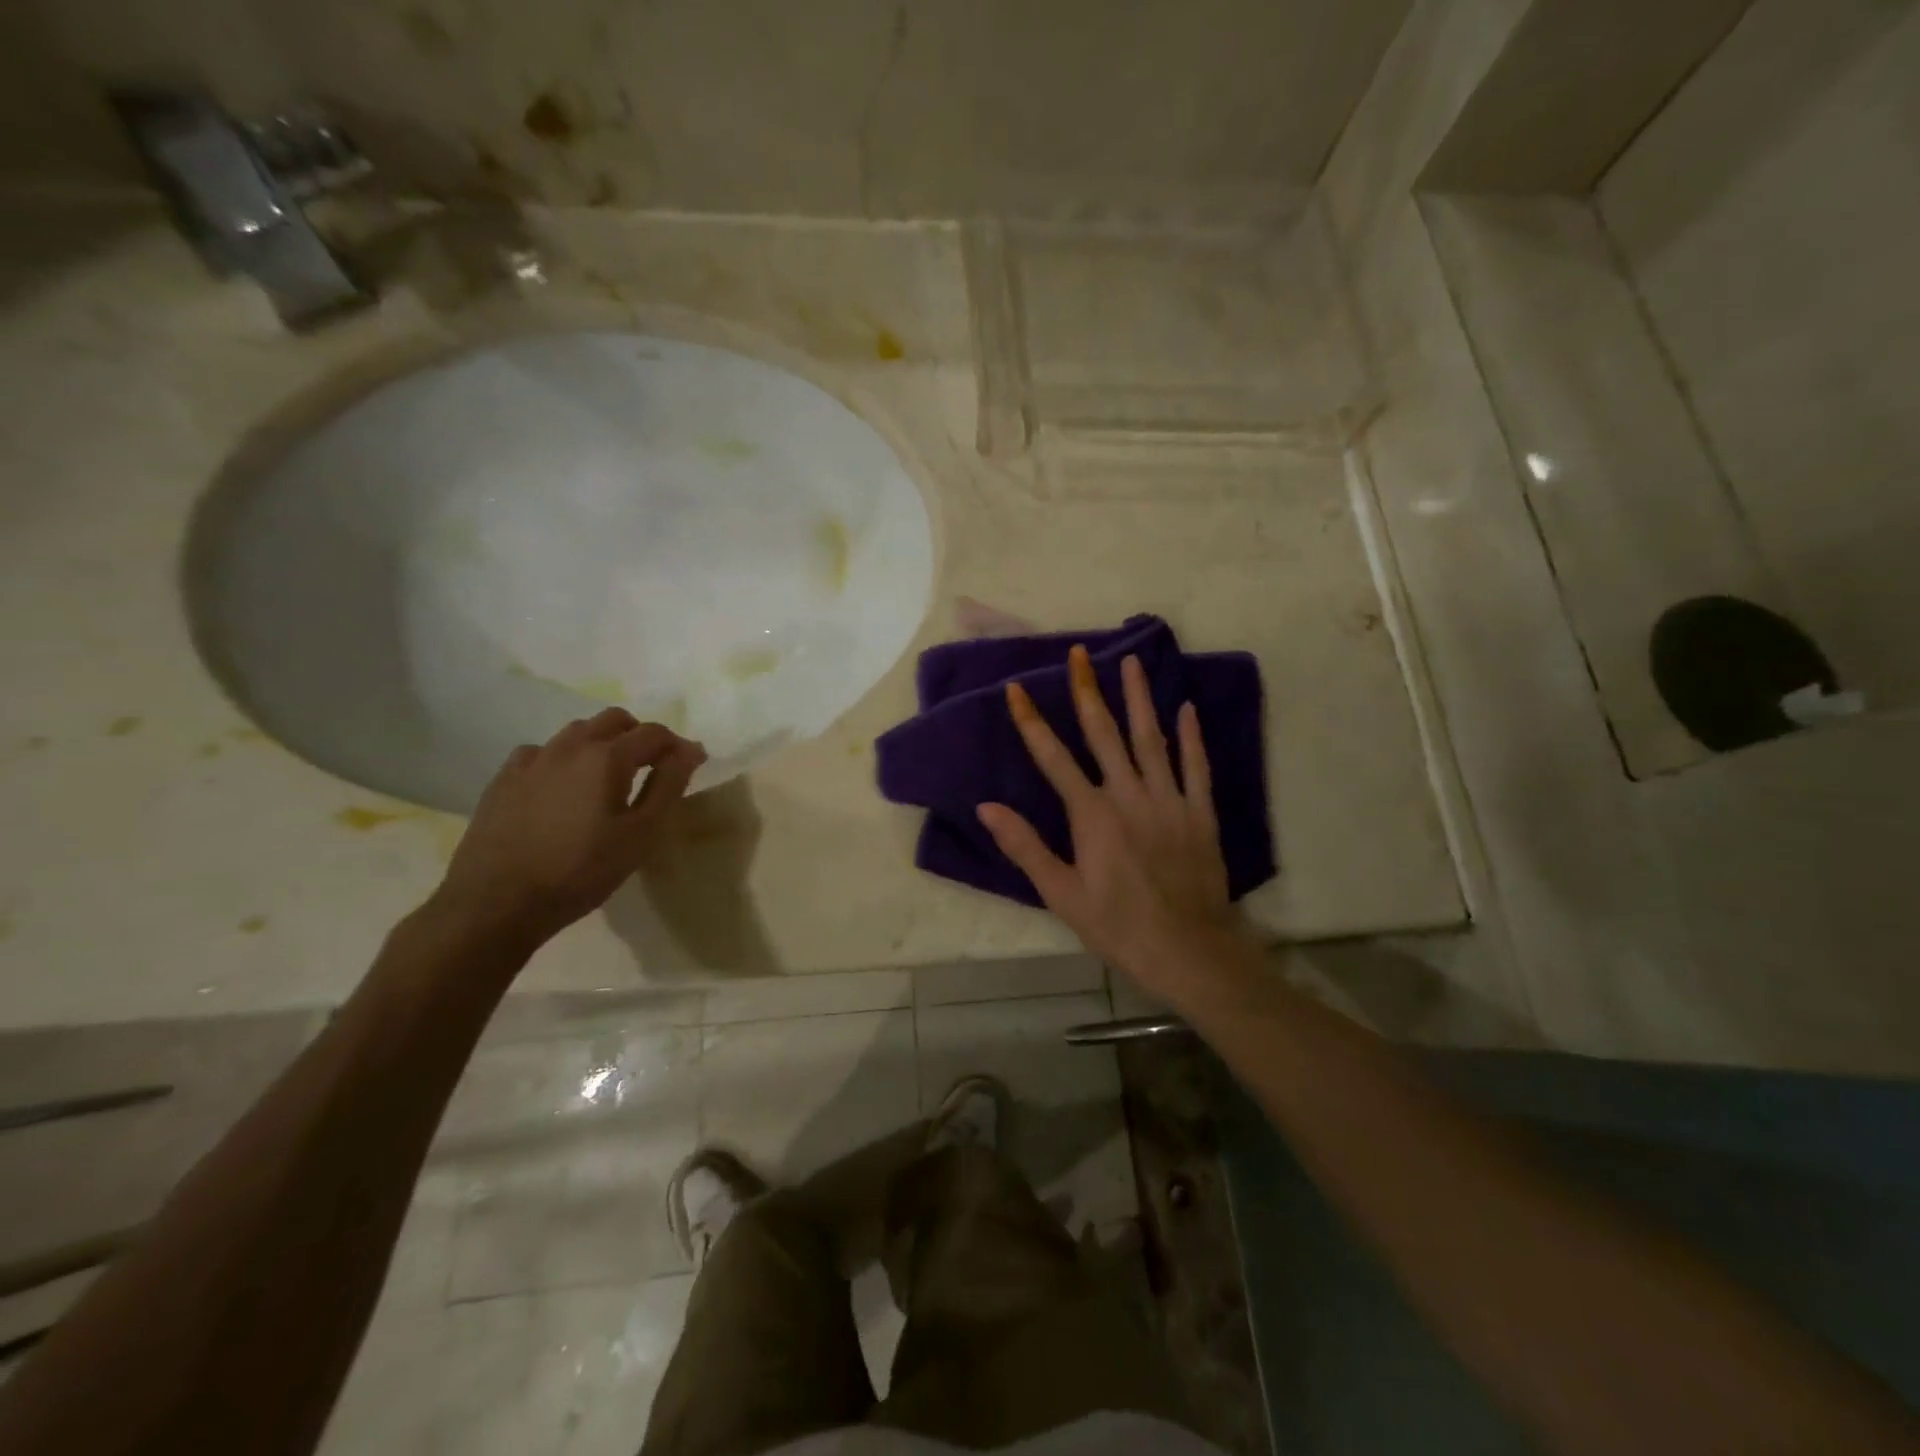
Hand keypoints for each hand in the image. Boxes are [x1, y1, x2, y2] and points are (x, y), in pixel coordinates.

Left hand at [434, 708, 705, 945]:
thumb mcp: (640, 834)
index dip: (678, 745)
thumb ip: (668, 786)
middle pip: (614, 720)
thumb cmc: (581, 871)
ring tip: (607, 779)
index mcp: (608, 757)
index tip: (691, 764)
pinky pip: (541, 752)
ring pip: (576, 732)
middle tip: (651, 768)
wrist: (496, 902)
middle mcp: (570, 746)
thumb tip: (691, 750)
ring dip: (601, 744)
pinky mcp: (503, 778)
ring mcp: (532, 759)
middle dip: (639, 736)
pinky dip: (562, 760)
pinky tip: (561, 789)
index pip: (654, 733)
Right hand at [977, 646, 1240, 998]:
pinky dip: (1190, 736)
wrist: (1188, 950)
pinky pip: (1196, 766)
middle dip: (1087, 691)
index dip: (1032, 721)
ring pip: (1150, 739)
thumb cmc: (1117, 926)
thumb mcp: (1061, 893)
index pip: (1053, 757)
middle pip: (1104, 734)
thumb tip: (986, 807)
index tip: (1017, 687)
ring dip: (1138, 699)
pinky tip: (1186, 708)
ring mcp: (1169, 800)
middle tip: (1079, 653)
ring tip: (1131, 661)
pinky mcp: (1200, 813)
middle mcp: (1129, 795)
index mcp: (1091, 814)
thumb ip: (1024, 846)